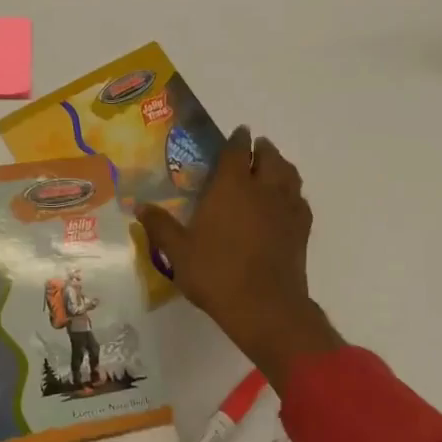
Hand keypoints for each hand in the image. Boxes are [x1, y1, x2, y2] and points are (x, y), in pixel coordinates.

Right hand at [137, 126, 341, 387]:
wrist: (265, 307)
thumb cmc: (216, 273)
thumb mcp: (178, 251)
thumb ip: (160, 226)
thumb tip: (140, 206)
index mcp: (232, 187)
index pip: (237, 151)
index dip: (237, 140)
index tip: (237, 134)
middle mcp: (263, 189)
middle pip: (269, 157)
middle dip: (262, 148)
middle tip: (254, 148)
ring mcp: (286, 208)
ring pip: (289, 175)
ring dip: (281, 166)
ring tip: (272, 167)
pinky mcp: (301, 230)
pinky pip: (300, 200)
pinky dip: (292, 193)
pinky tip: (285, 202)